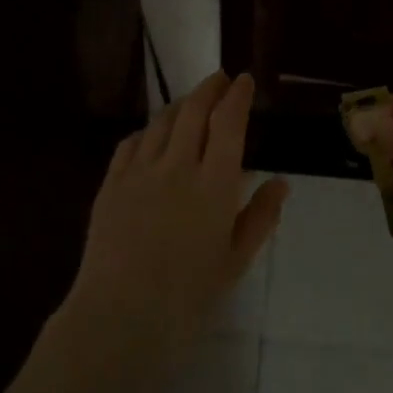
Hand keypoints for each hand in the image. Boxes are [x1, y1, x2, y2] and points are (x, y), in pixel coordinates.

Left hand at [64, 70, 288, 359]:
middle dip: (210, 88)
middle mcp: (178, 166)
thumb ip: (260, 217)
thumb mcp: (236, 260)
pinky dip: (147, 130)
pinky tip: (152, 134)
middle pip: (193, 111)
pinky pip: (131, 143)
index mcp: (214, 184)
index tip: (245, 80)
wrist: (121, 314)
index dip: (238, 96)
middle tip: (221, 78)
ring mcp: (140, 172)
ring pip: (161, 122)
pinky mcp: (111, 184)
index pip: (229, 123)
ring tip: (191, 102)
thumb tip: (280, 182)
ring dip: (180, 104)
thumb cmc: (188, 294)